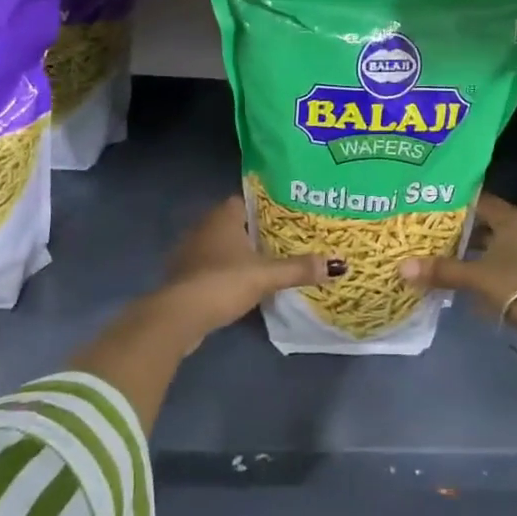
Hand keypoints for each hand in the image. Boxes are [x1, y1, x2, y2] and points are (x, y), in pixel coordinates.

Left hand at [153, 195, 328, 344]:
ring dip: (240, 253)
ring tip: (268, 261)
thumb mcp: (266, 275)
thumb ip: (299, 269)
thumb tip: (337, 265)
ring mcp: (191, 251)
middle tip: (285, 239)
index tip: (288, 215)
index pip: (246, 199)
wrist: (179, 316)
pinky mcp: (185, 276)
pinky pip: (212, 266)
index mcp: (223, 216)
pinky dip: (227, 271)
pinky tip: (243, 283)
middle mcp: (204, 227)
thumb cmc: (223, 282)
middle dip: (256, 230)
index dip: (266, 206)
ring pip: (222, 245)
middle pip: (235, 222)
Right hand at [399, 193, 516, 327]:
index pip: (479, 200)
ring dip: (477, 251)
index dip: (455, 204)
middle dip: (462, 229)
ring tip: (447, 257)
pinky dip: (490, 267)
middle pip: (488, 222)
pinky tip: (473, 279)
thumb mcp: (476, 277)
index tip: (430, 208)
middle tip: (432, 234)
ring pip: (498, 244)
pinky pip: (508, 262)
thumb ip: (442, 271)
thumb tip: (402, 268)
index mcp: (511, 217)